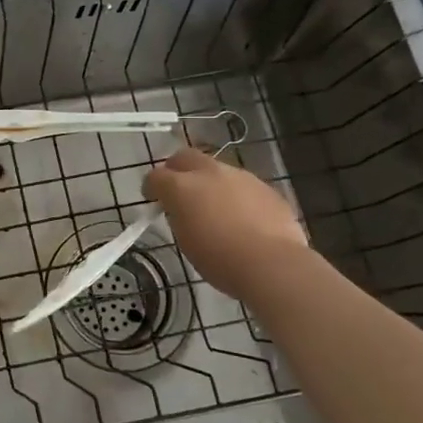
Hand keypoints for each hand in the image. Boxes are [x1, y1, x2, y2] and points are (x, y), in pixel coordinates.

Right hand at [142, 147, 307, 299]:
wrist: (272, 264)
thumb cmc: (220, 260)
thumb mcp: (186, 240)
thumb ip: (180, 216)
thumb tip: (182, 210)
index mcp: (183, 187)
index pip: (156, 176)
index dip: (151, 187)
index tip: (152, 200)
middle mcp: (210, 173)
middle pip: (185, 157)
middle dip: (177, 170)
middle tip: (178, 190)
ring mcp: (241, 177)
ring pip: (217, 170)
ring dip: (209, 182)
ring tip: (214, 207)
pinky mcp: (265, 187)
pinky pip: (243, 185)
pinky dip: (235, 195)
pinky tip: (242, 217)